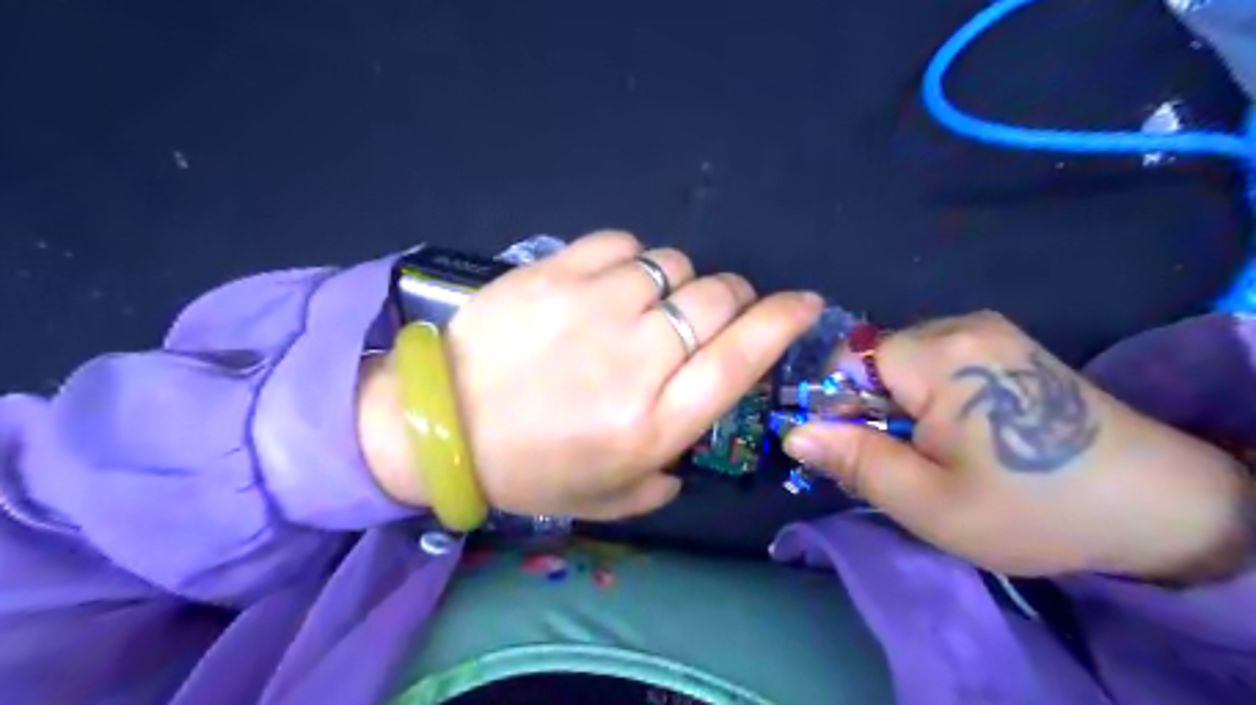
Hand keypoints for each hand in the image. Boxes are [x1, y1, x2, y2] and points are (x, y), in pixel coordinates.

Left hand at [360, 235, 826, 521]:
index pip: (742, 356)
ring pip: (673, 265)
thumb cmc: (526, 469)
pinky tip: (611, 283)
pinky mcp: (554, 272)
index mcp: (654, 422)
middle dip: (732, 297)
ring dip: (677, 281)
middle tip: (711, 310)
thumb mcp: (606, 498)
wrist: (437, 423)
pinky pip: (621, 245)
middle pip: (717, 299)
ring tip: (650, 302)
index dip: (783, 321)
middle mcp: (637, 358)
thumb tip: (687, 449)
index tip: (805, 303)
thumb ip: (663, 477)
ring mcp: (594, 307)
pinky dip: (631, 260)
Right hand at [782, 311, 1248, 581]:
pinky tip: (960, 432)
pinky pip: (933, 361)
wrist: (1158, 504)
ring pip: (900, 362)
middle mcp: (959, 324)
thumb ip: (854, 462)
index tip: (854, 451)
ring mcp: (986, 330)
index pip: (844, 361)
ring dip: (897, 405)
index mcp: (939, 355)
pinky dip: (926, 397)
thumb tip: (793, 434)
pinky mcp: (1002, 343)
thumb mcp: (929, 503)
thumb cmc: (1034, 508)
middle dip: (869, 409)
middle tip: (900, 461)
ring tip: (932, 451)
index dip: (836, 406)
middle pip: (873, 360)